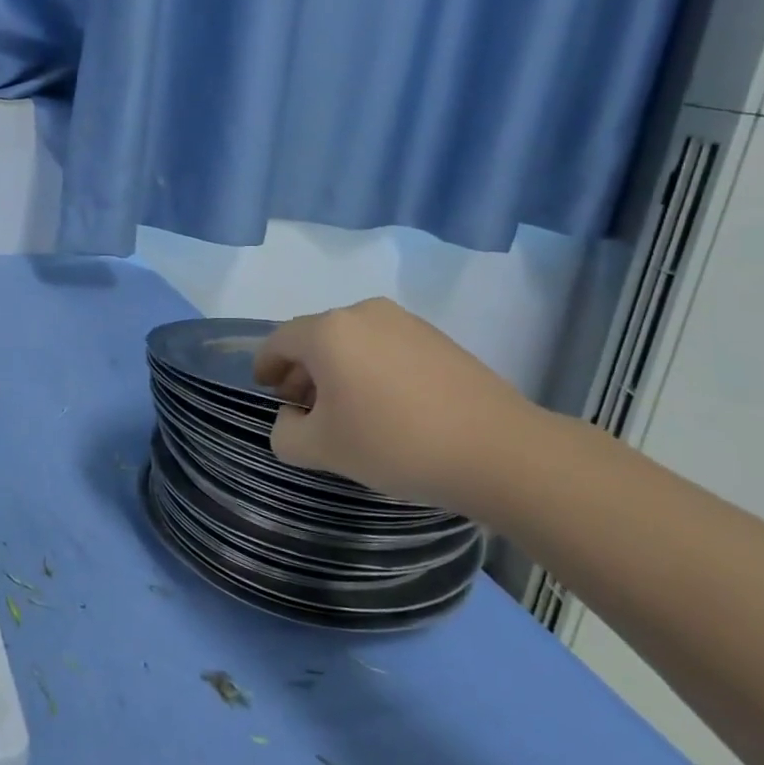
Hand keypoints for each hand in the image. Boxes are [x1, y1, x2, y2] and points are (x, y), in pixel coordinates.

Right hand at [253, 298, 546, 514]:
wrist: (498, 451)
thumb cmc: (394, 443)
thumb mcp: (321, 449)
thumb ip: (285, 433)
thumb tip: (292, 418)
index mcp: (328, 331)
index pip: (279, 341)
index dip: (265, 366)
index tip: (265, 391)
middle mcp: (363, 313)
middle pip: (316, 338)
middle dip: (301, 372)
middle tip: (302, 409)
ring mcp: (405, 322)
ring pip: (352, 342)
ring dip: (337, 371)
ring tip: (346, 411)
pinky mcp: (437, 339)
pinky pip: (385, 348)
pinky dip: (370, 370)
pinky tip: (385, 407)